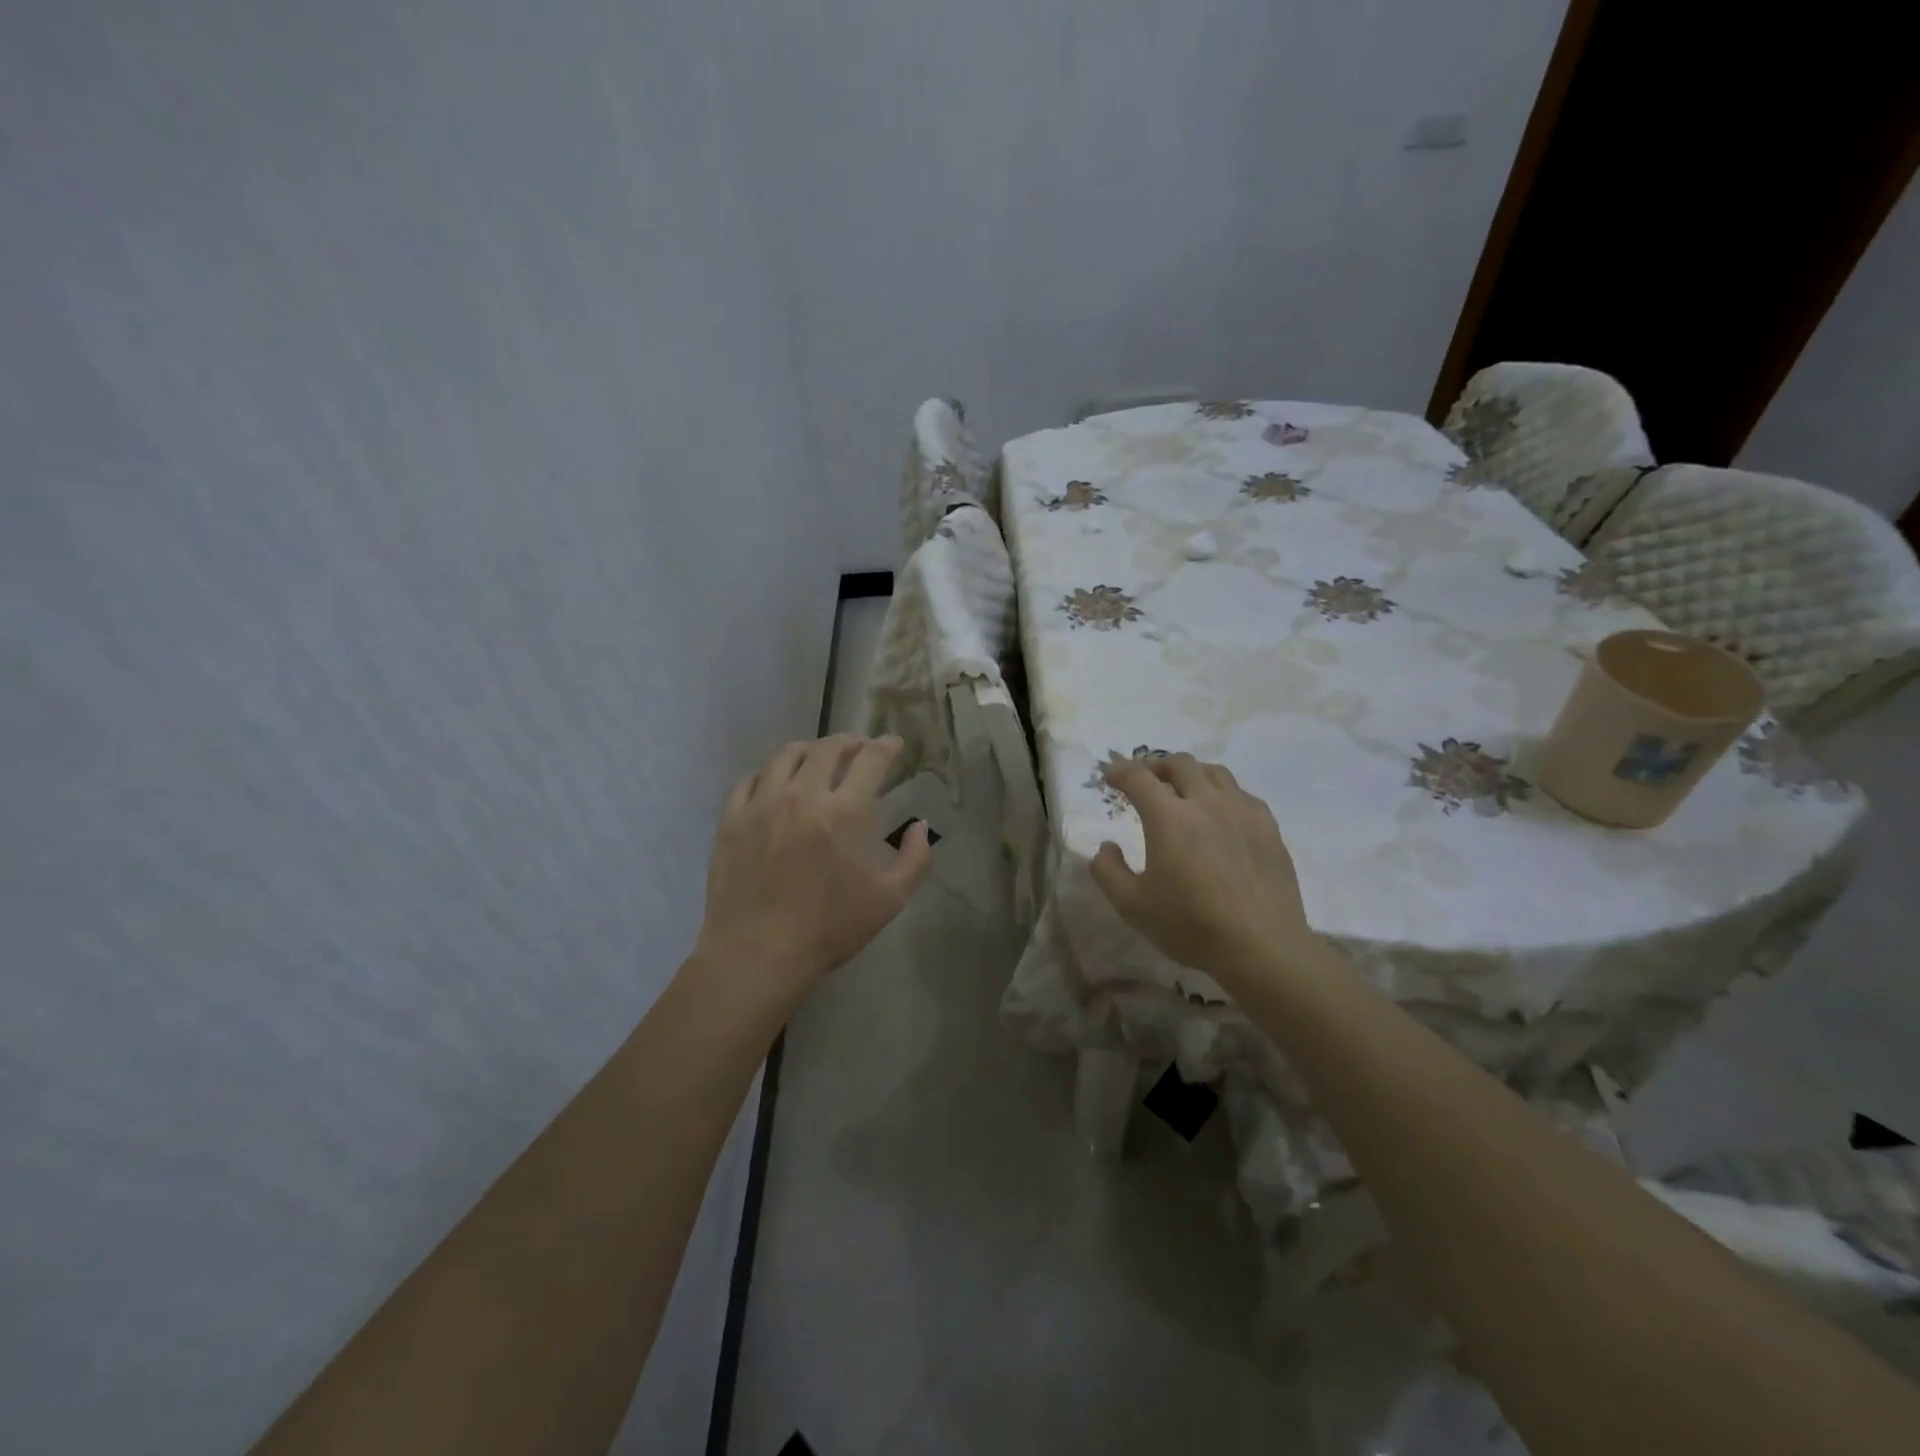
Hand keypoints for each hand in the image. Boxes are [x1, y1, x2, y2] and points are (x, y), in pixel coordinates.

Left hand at [695, 735, 931, 1004]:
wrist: (758, 954)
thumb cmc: (830, 928)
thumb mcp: (890, 900)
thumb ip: (914, 858)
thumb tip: (921, 826)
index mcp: (845, 811)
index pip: (871, 760)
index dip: (886, 746)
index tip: (893, 744)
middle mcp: (803, 795)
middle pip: (827, 748)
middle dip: (848, 741)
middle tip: (857, 747)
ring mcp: (762, 804)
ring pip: (785, 756)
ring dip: (808, 750)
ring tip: (816, 758)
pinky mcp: (732, 819)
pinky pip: (749, 780)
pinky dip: (768, 774)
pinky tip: (774, 783)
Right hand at [1090, 753, 1316, 985]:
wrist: (1261, 946)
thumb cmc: (1190, 926)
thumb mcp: (1132, 906)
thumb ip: (1108, 871)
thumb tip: (1107, 846)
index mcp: (1168, 818)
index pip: (1138, 778)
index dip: (1120, 771)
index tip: (1110, 775)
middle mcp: (1205, 803)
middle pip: (1179, 763)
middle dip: (1156, 766)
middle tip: (1146, 781)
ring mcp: (1242, 811)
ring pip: (1215, 772)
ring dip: (1192, 774)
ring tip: (1184, 790)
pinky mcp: (1268, 827)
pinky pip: (1242, 794)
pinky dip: (1223, 794)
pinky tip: (1221, 814)